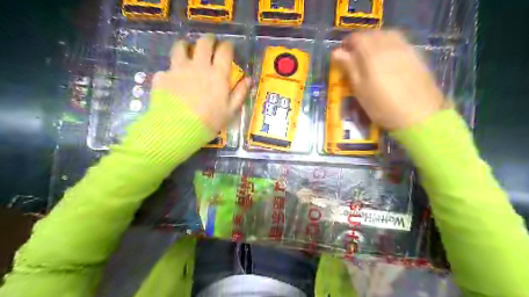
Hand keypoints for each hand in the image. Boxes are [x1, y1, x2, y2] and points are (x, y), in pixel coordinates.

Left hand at [153, 34, 250, 132]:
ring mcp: (178, 69)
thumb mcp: (230, 111)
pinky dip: (172, 71)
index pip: (225, 51)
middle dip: (209, 40)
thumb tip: (249, 79)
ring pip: (181, 47)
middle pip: (204, 43)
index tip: (229, 48)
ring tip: (188, 51)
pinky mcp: (163, 76)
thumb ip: (240, 93)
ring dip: (187, 46)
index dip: (228, 46)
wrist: (178, 130)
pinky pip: (167, 68)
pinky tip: (173, 80)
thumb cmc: (209, 122)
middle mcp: (198, 66)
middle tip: (211, 44)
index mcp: (217, 74)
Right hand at [334, 30, 445, 130]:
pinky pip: (399, 41)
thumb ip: (349, 67)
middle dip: (360, 42)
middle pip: (372, 34)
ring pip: (387, 35)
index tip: (342, 54)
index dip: (347, 43)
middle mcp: (389, 46)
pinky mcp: (415, 54)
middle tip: (354, 56)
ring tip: (369, 55)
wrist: (419, 114)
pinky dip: (388, 43)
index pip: (357, 38)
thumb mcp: (360, 90)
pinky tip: (386, 57)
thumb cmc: (382, 106)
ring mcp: (405, 48)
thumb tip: (336, 52)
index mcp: (372, 54)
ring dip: (375, 41)